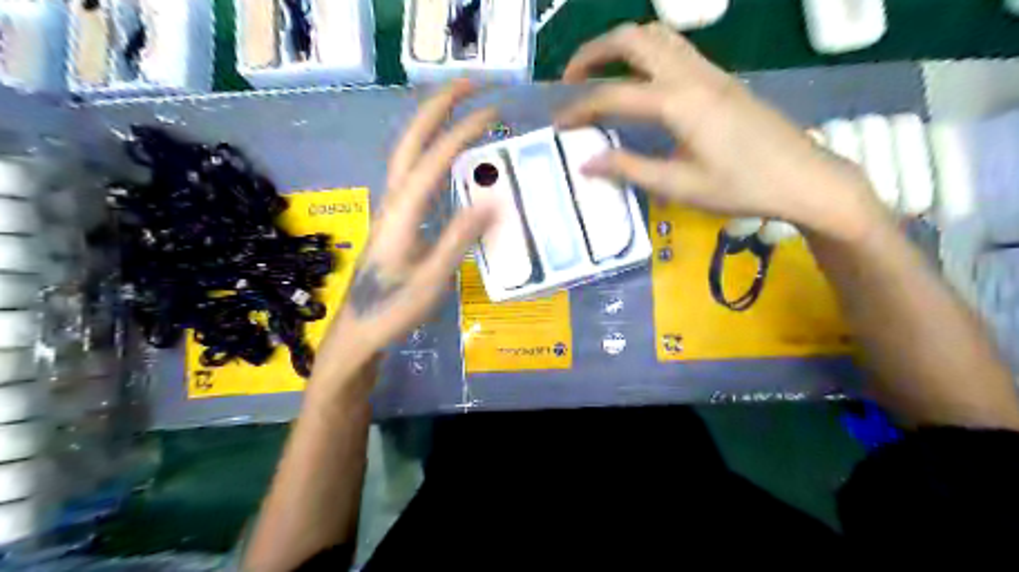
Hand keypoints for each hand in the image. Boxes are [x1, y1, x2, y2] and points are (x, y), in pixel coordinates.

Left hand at [314, 81, 497, 390]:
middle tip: (472, 85)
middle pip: (411, 142)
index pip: (433, 160)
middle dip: (438, 107)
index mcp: (401, 214)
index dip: (461, 132)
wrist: (357, 334)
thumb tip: (490, 201)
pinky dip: (432, 153)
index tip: (492, 111)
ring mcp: (390, 210)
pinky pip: (414, 175)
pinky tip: (448, 160)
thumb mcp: (431, 281)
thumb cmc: (392, 311)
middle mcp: (392, 202)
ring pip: (408, 155)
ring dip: (433, 125)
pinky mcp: (394, 222)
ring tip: (462, 109)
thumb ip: (457, 240)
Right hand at [555, 22, 884, 238]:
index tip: (557, 123)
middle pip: (633, 39)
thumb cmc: (742, 187)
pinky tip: (640, 81)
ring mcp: (710, 71)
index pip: (613, 96)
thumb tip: (587, 162)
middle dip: (592, 52)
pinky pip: (676, 47)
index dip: (579, 108)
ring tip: (600, 73)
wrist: (804, 178)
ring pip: (657, 35)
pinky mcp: (721, 78)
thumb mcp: (680, 185)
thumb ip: (630, 169)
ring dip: (620, 46)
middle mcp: (691, 75)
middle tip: (570, 80)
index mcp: (678, 103)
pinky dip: (645, 52)